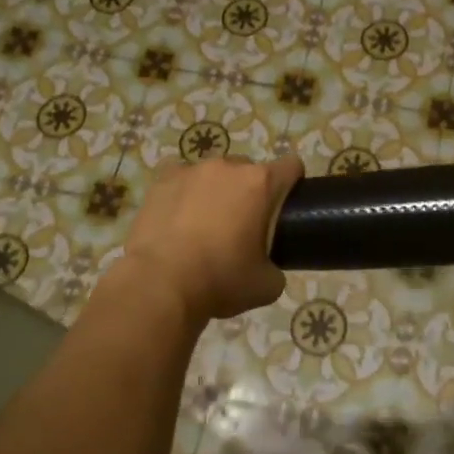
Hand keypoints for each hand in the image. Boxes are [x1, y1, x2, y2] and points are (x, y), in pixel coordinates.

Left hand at [120, 154, 303, 322]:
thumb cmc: (220, 280)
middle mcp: (228, 167)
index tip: (285, 205)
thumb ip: (276, 267)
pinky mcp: (161, 180)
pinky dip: (182, 190)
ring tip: (203, 223)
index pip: (291, 166)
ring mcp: (191, 170)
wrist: (160, 285)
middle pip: (249, 170)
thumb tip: (268, 267)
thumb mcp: (266, 286)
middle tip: (241, 226)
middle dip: (250, 192)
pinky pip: (178, 175)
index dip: (293, 183)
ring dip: (215, 190)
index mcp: (261, 184)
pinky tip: (177, 213)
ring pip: (213, 173)